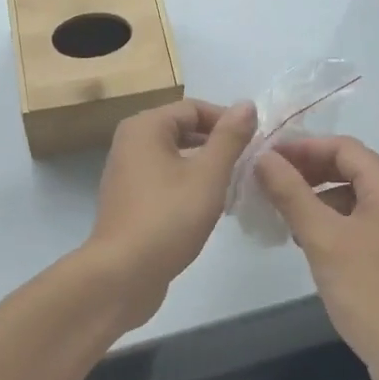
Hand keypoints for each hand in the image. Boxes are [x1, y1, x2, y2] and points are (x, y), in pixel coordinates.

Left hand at [79, 99, 256, 329]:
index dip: (227, 121)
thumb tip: (247, 104)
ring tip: (236, 184)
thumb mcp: (207, 176)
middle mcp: (130, 141)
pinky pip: (165, 178)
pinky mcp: (130, 199)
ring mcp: (127, 172)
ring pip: (175, 156)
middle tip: (250, 164)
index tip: (256, 143)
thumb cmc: (168, 218)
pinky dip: (188, 184)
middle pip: (183, 129)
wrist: (122, 275)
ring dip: (205, 166)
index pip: (194, 108)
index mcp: (145, 127)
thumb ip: (229, 138)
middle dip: (218, 144)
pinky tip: (210, 205)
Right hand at [255, 137, 378, 379]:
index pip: (344, 147)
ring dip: (314, 196)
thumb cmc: (369, 291)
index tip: (267, 157)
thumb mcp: (323, 238)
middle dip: (307, 170)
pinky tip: (304, 240)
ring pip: (349, 197)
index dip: (304, 146)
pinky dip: (327, 221)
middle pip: (348, 168)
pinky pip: (354, 222)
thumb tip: (263, 157)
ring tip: (280, 211)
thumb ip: (291, 193)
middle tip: (268, 181)